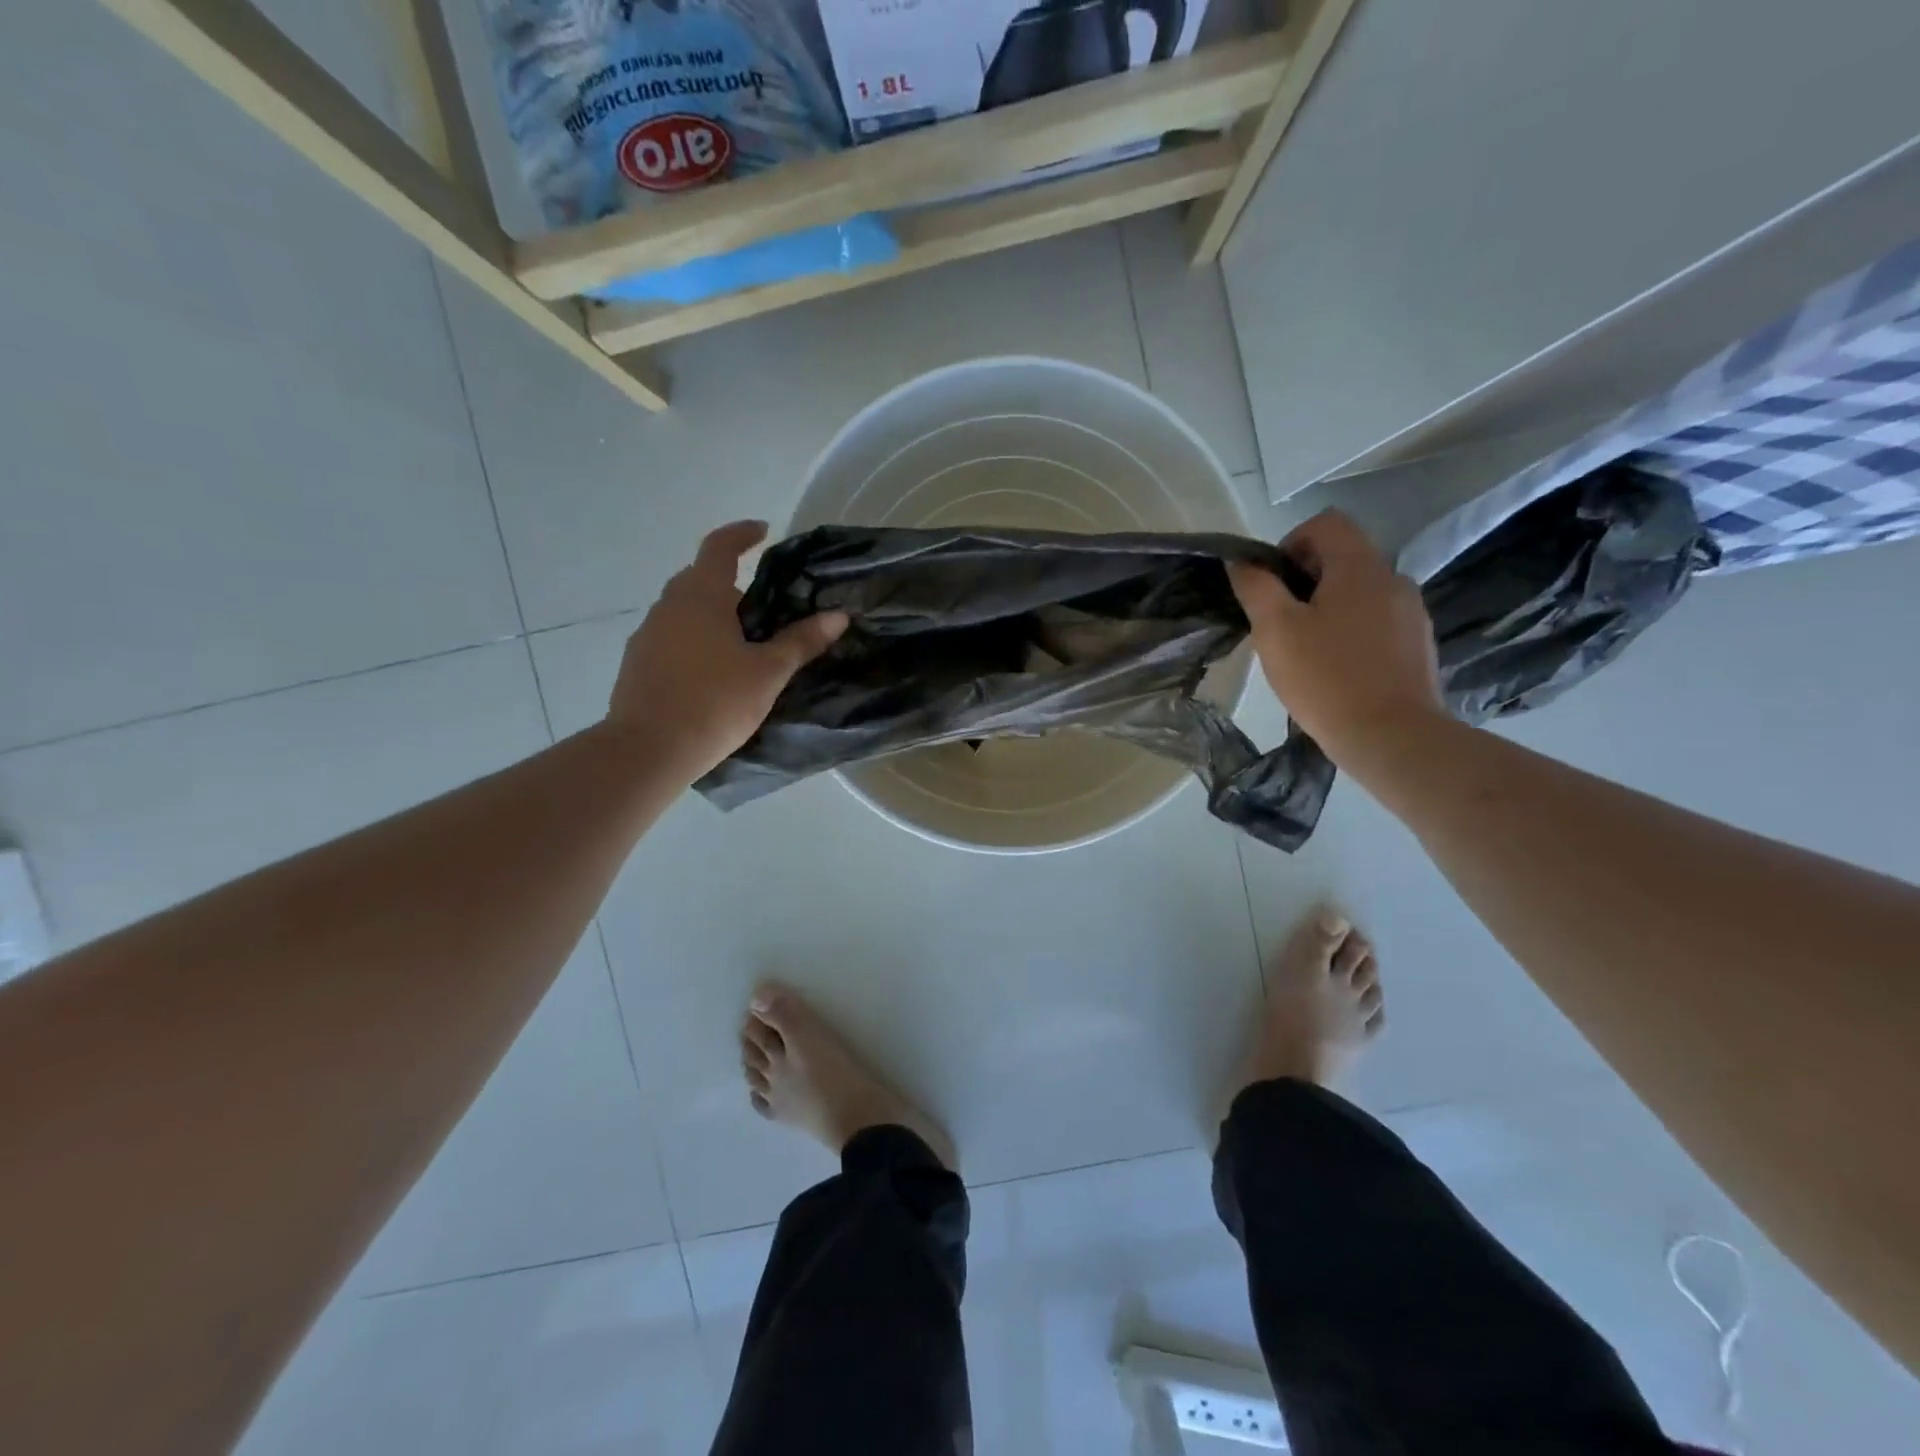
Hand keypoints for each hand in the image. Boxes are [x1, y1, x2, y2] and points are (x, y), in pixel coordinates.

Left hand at [606, 521, 846, 777]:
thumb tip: (838, 616)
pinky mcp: (636, 664)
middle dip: (730, 584)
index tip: (762, 531)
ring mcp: (646, 634)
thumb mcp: (768, 672)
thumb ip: (801, 641)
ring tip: (740, 645)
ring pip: (683, 611)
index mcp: (700, 596)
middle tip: (762, 609)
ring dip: (710, 616)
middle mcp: (668, 606)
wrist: (649, 749)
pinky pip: (671, 638)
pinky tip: (711, 673)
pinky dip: (693, 641)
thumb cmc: (715, 702)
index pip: (719, 547)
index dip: (742, 534)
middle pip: (700, 579)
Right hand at [1226, 510, 1444, 756]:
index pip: (1326, 524)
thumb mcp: (1275, 631)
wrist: (1391, 737)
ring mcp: (1411, 613)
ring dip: (1329, 609)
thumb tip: (1242, 562)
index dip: (1291, 543)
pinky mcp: (1417, 645)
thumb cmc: (1326, 678)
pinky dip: (1352, 633)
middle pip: (1344, 558)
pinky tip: (1336, 670)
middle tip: (1281, 624)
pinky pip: (1377, 622)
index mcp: (1359, 567)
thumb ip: (1256, 588)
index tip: (1272, 585)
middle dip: (1306, 582)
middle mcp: (1393, 579)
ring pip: (1360, 593)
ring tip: (1307, 652)